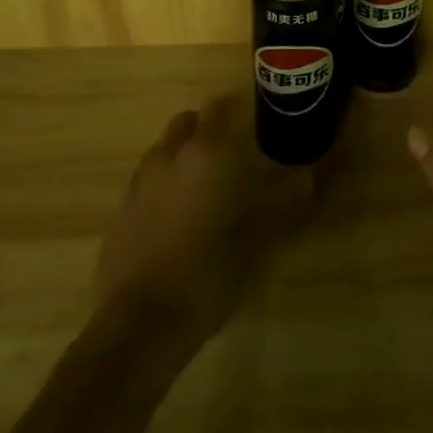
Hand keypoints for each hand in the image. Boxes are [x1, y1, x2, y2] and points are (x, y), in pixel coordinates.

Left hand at [94, 95, 313, 343]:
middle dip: (209, 131)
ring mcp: (141, 181)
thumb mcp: (258, 240)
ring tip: (204, 191)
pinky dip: (163, 188)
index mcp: (207, 151)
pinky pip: (147, 182)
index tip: (257, 126)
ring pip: (166, 150)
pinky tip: (176, 221)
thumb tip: (311, 176)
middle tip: (232, 157)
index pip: (222, 106)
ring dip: (184, 158)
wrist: (139, 326)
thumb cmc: (208, 273)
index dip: (240, 111)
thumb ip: (286, 202)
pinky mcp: (121, 211)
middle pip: (190, 122)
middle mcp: (171, 154)